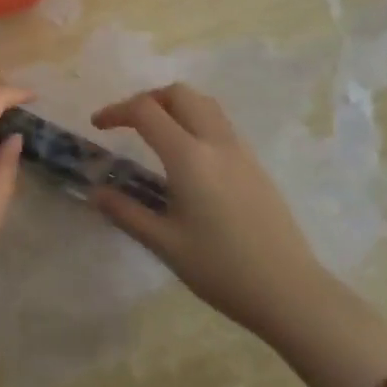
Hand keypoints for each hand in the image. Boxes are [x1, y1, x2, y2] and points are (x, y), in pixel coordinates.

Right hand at [92, 83, 386, 386]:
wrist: (290, 291)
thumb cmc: (221, 269)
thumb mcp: (164, 244)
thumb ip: (126, 212)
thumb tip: (96, 192)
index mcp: (189, 158)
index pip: (146, 111)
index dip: (116, 111)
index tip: (97, 126)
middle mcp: (216, 143)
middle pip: (179, 94)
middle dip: (147, 99)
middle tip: (127, 123)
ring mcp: (241, 152)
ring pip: (204, 104)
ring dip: (174, 106)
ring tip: (154, 132)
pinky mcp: (255, 166)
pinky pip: (220, 125)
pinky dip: (195, 122)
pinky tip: (187, 158)